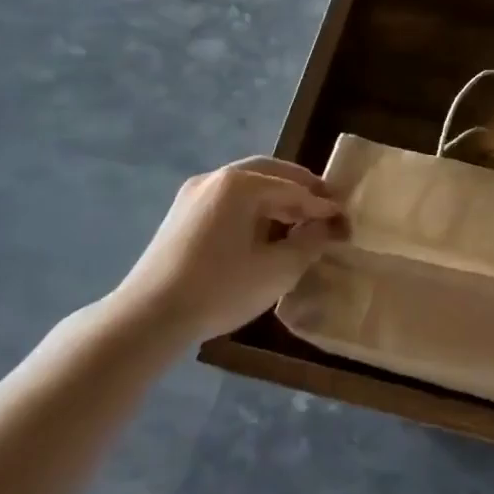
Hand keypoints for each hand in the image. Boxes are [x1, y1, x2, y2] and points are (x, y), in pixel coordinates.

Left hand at [115, 158, 345, 349]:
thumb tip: (326, 228)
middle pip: (270, 174)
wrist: (147, 319)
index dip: (323, 206)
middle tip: (325, 207)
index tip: (346, 220)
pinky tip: (263, 233)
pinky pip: (227, 201)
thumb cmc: (219, 289)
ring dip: (276, 199)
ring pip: (246, 187)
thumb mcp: (277, 270)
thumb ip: (309, 243)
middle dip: (300, 189)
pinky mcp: (181, 215)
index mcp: (241, 184)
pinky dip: (252, 209)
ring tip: (298, 222)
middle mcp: (216, 178)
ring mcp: (193, 195)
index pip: (295, 189)